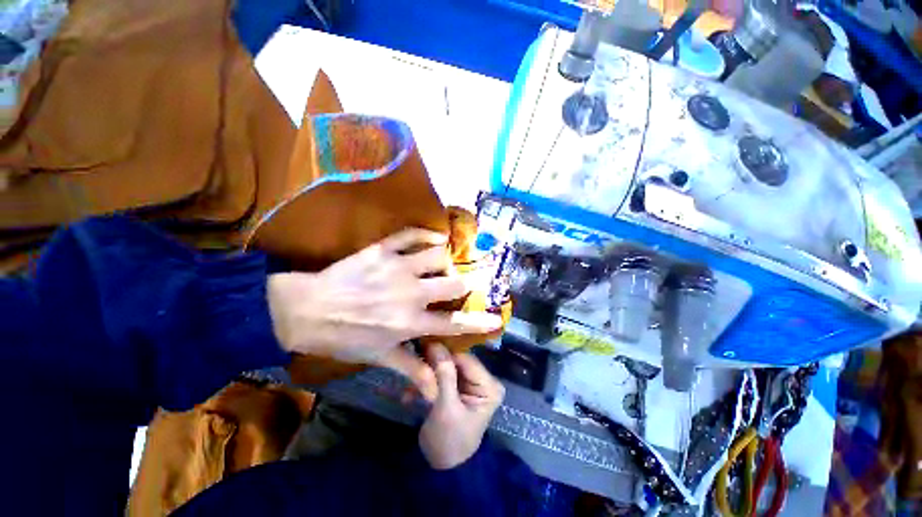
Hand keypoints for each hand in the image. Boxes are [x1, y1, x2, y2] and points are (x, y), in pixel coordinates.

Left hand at [267, 229, 502, 399]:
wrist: (304, 310)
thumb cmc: (343, 336)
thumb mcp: (378, 357)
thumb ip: (411, 368)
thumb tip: (436, 389)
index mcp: (410, 322)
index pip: (453, 323)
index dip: (477, 322)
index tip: (495, 318)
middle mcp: (411, 293)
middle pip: (453, 283)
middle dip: (464, 284)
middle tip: (461, 283)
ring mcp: (398, 268)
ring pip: (437, 256)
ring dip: (446, 260)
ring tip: (444, 263)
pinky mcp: (383, 250)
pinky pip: (412, 234)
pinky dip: (428, 233)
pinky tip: (437, 236)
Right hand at [419, 344, 504, 469]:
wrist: (442, 468)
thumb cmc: (449, 441)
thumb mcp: (446, 408)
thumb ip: (444, 375)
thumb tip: (436, 344)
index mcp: (489, 386)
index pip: (466, 359)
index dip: (446, 351)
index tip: (424, 344)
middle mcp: (483, 380)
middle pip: (457, 360)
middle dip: (436, 361)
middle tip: (415, 356)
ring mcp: (470, 383)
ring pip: (448, 366)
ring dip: (430, 370)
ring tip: (412, 372)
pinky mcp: (457, 387)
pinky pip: (443, 375)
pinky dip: (428, 380)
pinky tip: (411, 392)